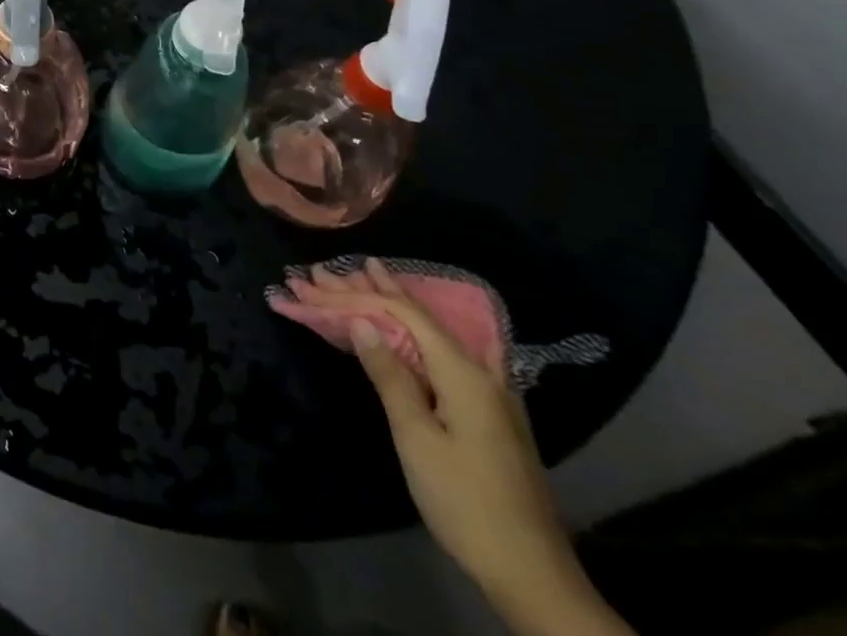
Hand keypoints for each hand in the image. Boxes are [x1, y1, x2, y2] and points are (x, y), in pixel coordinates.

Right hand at [295, 260, 629, 635]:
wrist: (533, 575)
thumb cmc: (464, 501)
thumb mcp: (417, 438)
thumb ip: (390, 376)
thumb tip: (362, 322)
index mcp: (462, 373)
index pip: (401, 315)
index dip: (355, 296)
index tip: (314, 283)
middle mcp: (481, 371)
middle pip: (417, 318)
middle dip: (369, 290)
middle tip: (325, 270)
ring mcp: (492, 392)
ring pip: (435, 331)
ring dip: (396, 304)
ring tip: (370, 272)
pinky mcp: (490, 412)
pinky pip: (451, 350)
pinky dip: (427, 328)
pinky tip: (435, 320)